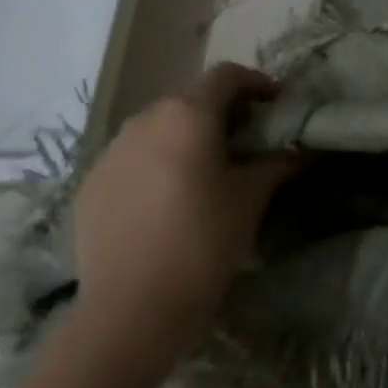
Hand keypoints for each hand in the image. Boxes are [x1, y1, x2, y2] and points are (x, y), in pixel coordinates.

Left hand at [72, 65, 297, 369]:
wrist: (131, 311)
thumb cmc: (203, 242)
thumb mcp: (251, 199)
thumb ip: (276, 165)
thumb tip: (298, 154)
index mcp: (188, 114)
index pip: (227, 76)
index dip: (256, 83)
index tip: (275, 105)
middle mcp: (145, 120)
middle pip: (190, 99)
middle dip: (221, 112)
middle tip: (246, 141)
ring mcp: (110, 153)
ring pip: (157, 129)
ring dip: (185, 137)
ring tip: (205, 170)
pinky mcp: (90, 186)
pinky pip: (131, 159)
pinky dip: (155, 164)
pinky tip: (167, 200)